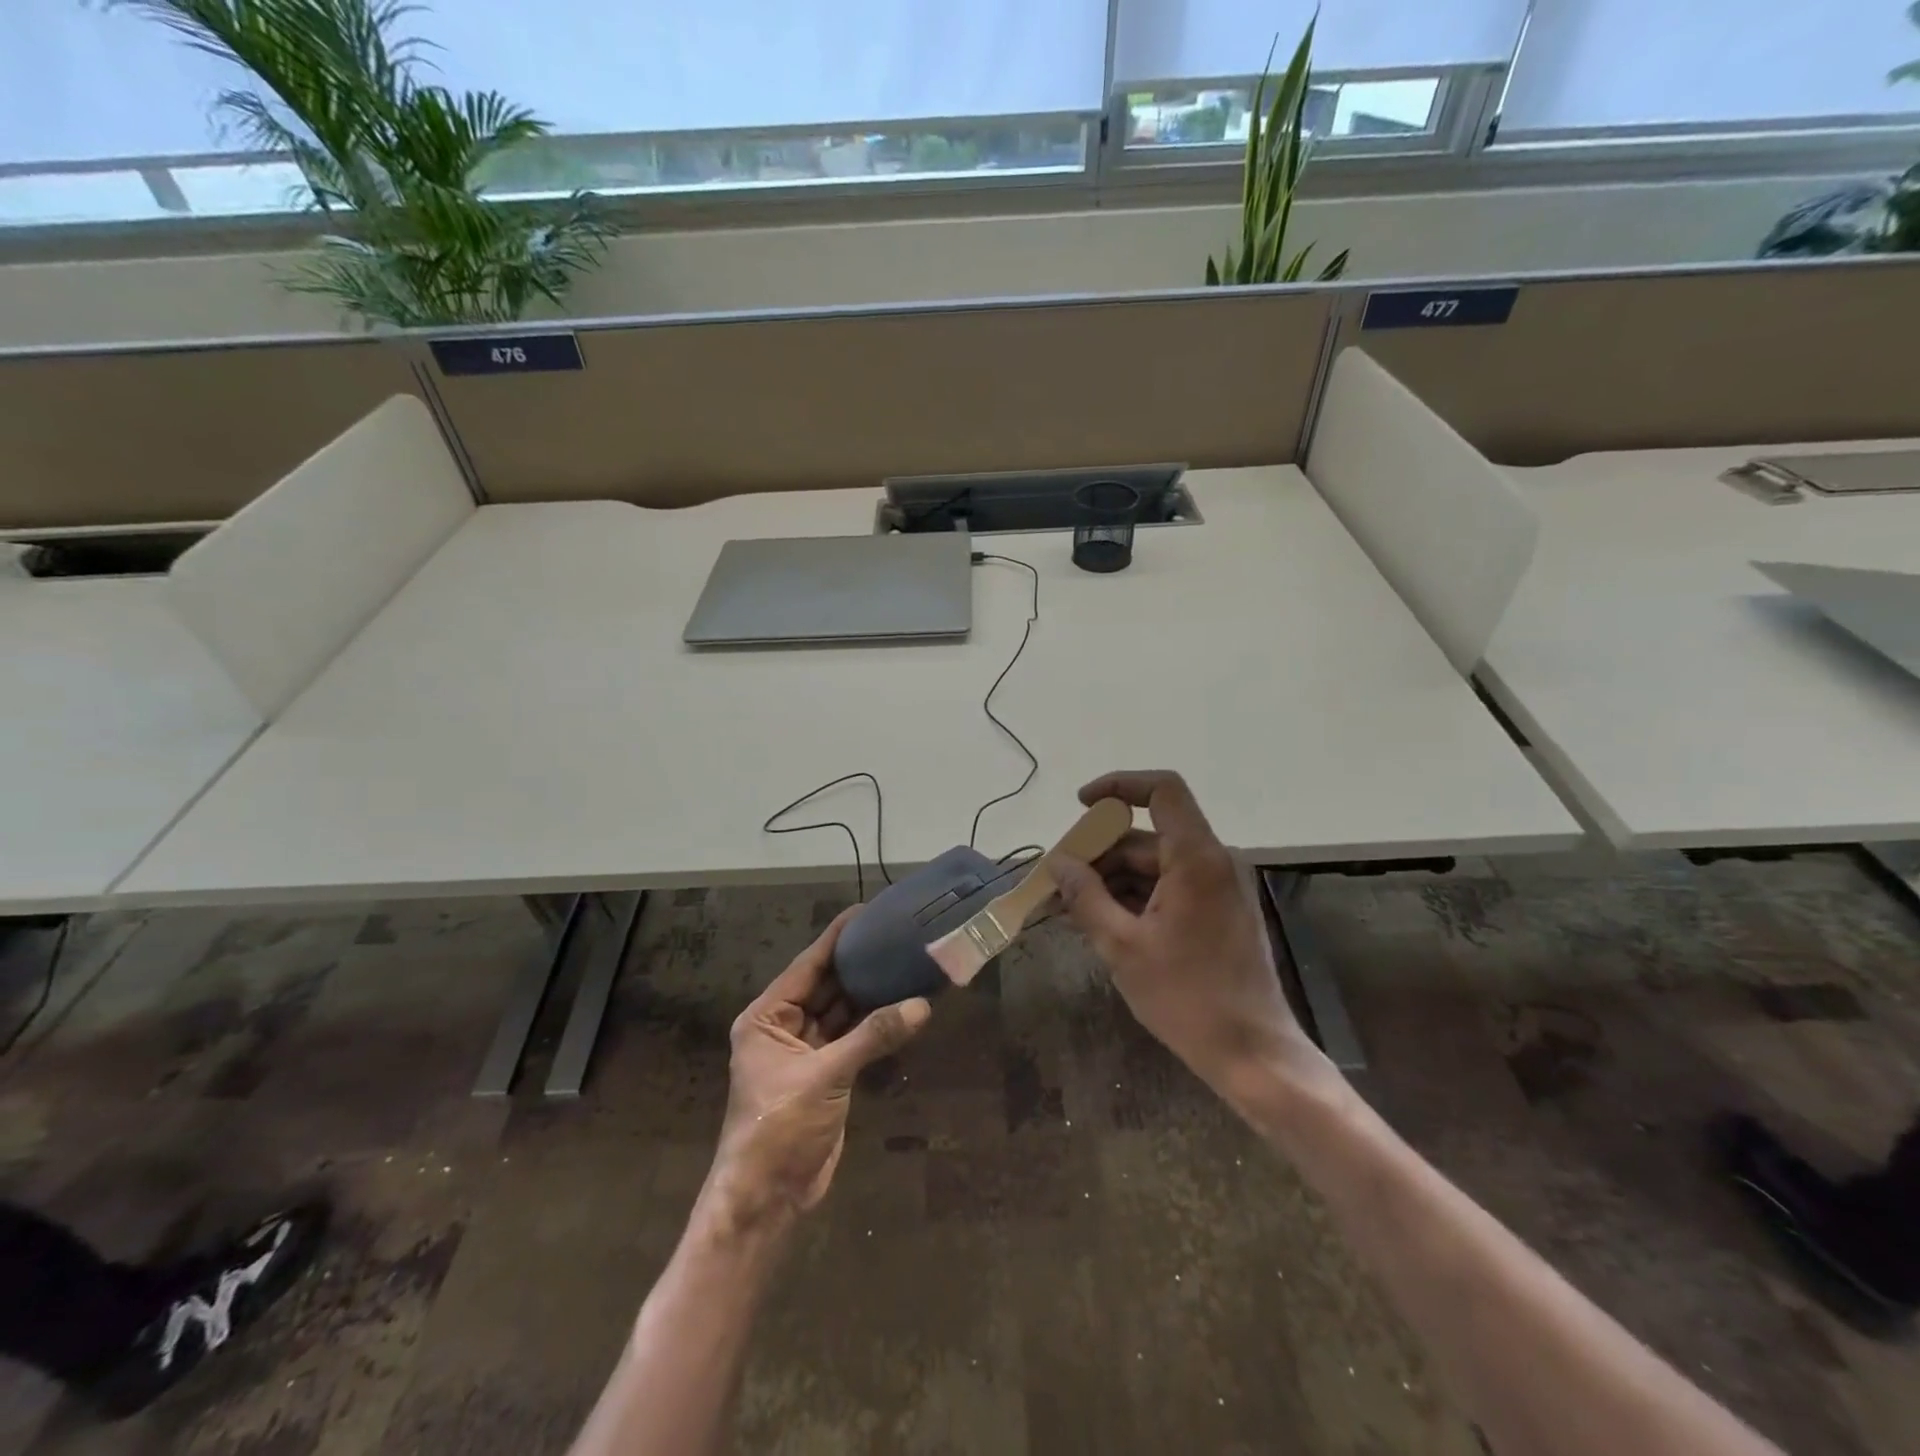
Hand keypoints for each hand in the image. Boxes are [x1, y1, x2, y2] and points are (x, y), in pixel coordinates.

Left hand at [700, 909, 930, 1236]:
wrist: (767, 1199)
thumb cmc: (779, 1128)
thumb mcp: (824, 1077)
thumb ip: (873, 1037)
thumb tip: (922, 1005)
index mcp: (767, 1017)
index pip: (807, 965)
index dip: (837, 938)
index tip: (867, 911)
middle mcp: (784, 1026)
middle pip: (827, 984)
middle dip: (859, 964)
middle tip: (897, 935)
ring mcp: (806, 1050)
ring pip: (843, 1011)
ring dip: (872, 993)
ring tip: (906, 963)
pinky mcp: (827, 1073)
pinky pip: (854, 1037)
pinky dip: (876, 1024)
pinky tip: (904, 1005)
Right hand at [1052, 771, 1322, 1092]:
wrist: (1253, 1055)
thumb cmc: (1187, 998)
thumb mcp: (1122, 946)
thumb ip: (1085, 897)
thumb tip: (1057, 863)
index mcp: (1197, 859)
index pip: (1162, 790)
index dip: (1119, 785)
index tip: (1080, 806)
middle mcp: (1213, 862)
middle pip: (1148, 836)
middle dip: (1099, 853)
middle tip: (1058, 881)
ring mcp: (1218, 888)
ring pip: (1155, 865)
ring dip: (1112, 880)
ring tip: (1070, 909)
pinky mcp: (1218, 913)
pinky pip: (1169, 888)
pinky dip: (1134, 898)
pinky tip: (1102, 923)